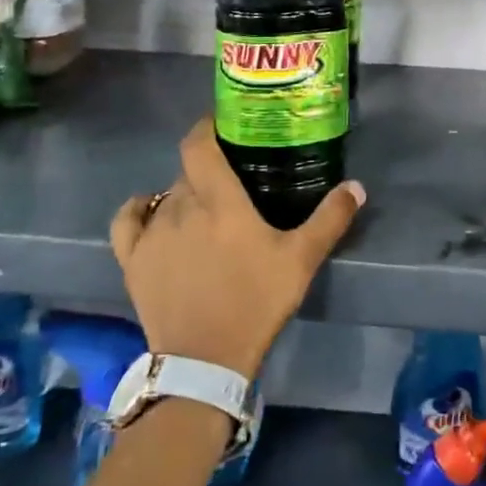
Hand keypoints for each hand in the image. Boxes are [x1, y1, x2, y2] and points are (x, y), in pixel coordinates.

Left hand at [110, 116, 365, 379]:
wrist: (205, 361)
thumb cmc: (256, 303)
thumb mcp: (301, 261)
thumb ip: (330, 219)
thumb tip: (356, 186)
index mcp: (218, 200)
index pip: (199, 144)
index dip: (207, 126)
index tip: (223, 125)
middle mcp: (180, 206)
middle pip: (188, 171)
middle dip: (207, 169)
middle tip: (231, 181)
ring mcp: (151, 233)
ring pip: (165, 195)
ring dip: (183, 195)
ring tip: (203, 210)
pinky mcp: (132, 259)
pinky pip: (128, 220)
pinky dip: (139, 209)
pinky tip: (151, 211)